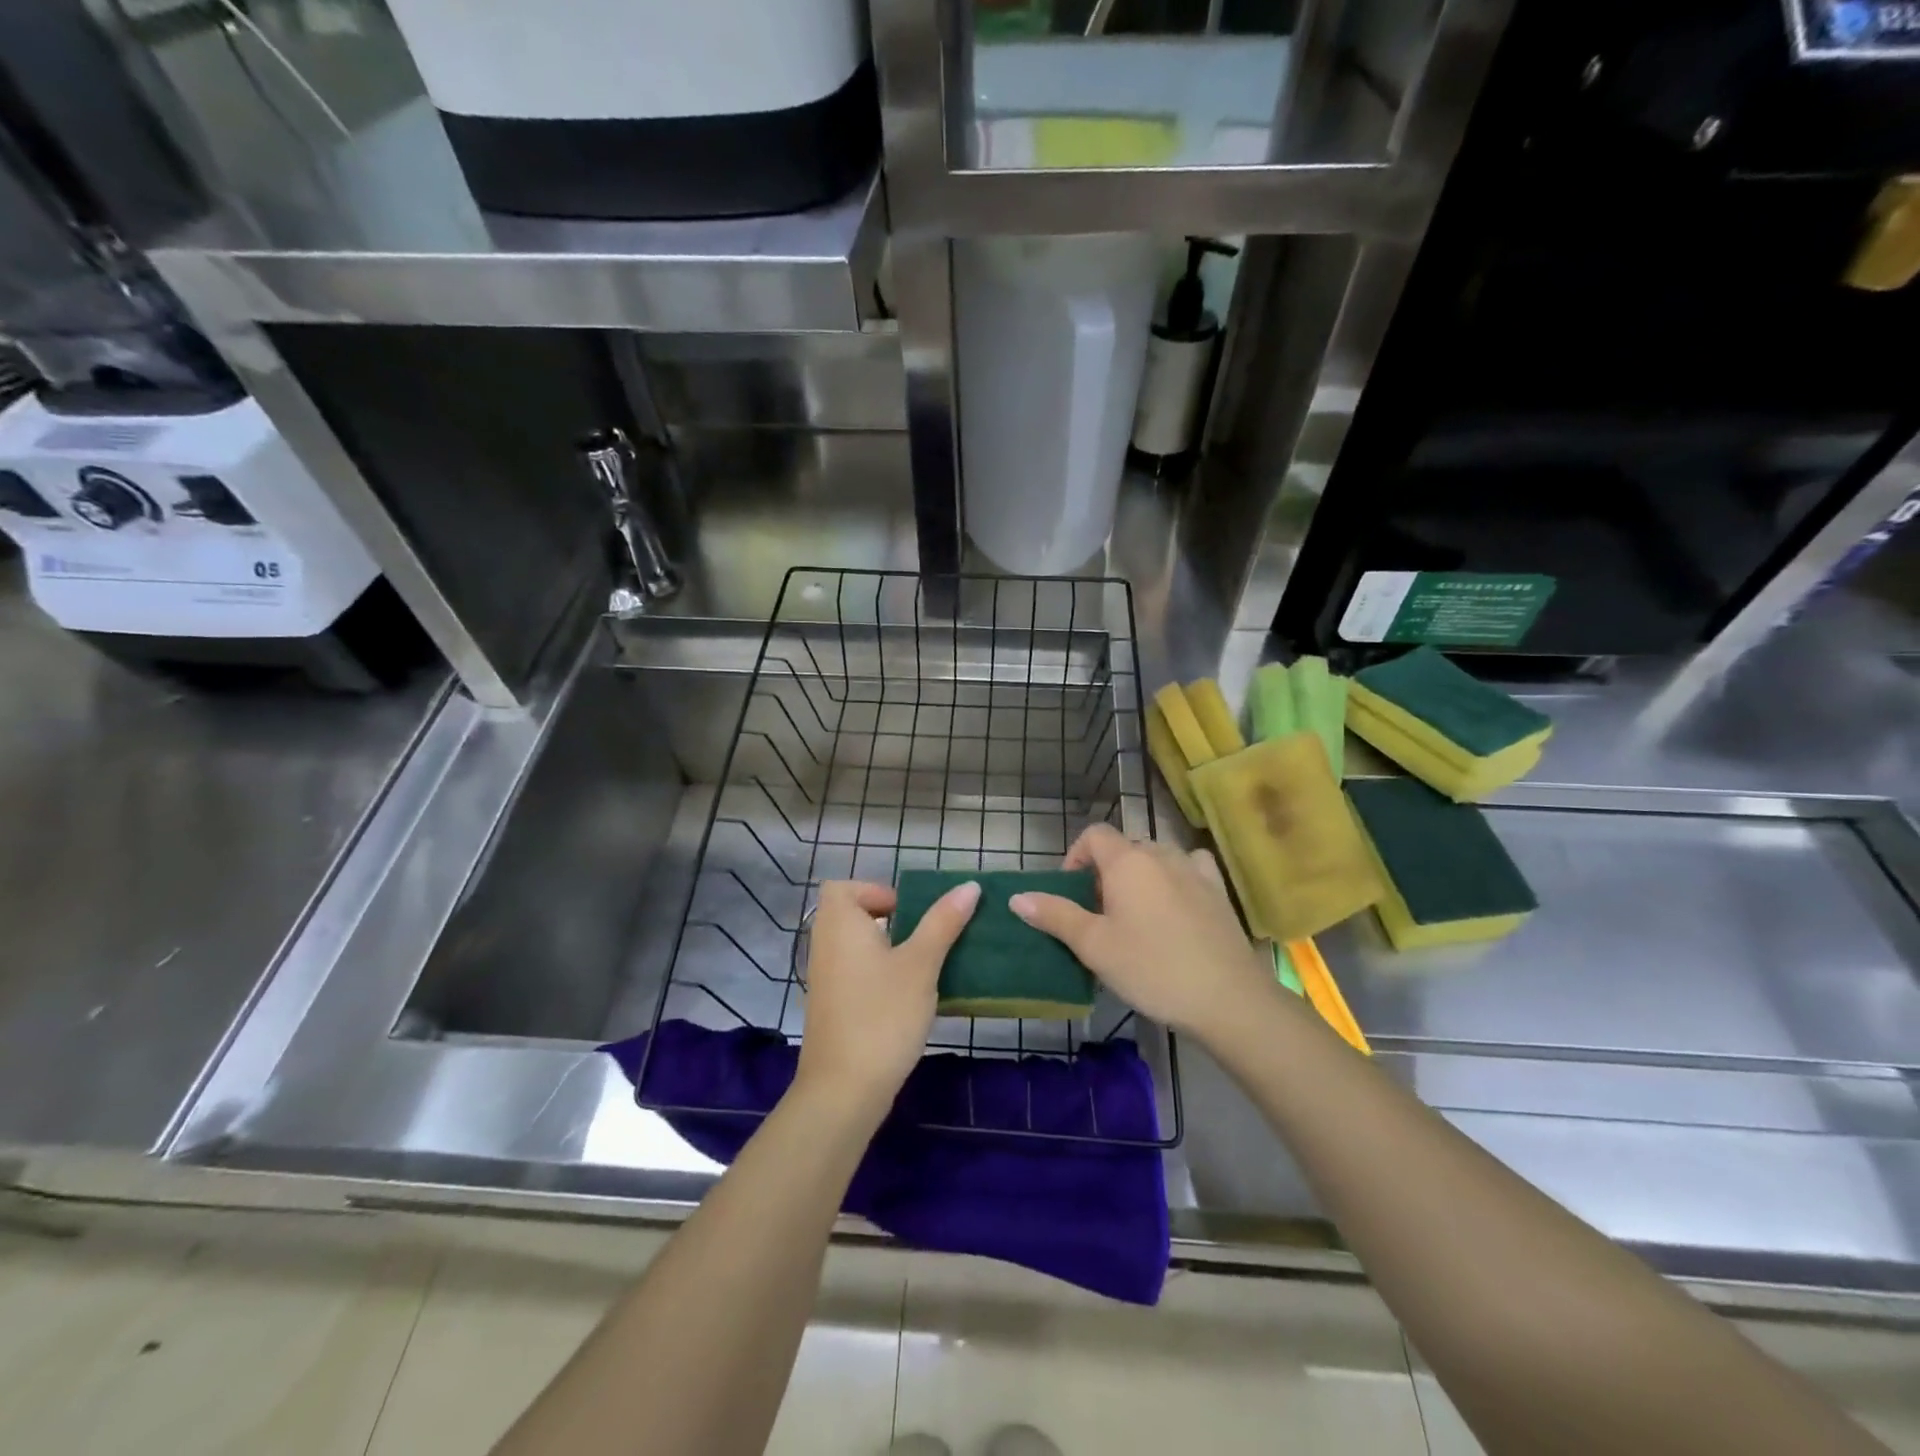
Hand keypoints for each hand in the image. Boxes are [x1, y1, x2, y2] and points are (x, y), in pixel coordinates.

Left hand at [793, 879, 979, 1117]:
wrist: (844, 1090)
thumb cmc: (883, 1014)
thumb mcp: (921, 964)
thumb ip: (943, 922)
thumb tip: (970, 886)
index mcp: (839, 924)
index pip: (845, 887)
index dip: (876, 891)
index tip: (908, 912)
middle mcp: (824, 945)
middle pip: (851, 914)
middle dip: (889, 921)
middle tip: (923, 938)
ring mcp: (824, 978)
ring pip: (855, 946)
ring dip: (887, 949)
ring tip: (923, 966)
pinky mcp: (831, 1007)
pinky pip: (854, 973)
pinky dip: (878, 975)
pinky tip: (908, 998)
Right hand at [1010, 824, 1273, 1042]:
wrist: (1228, 999)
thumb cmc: (1152, 969)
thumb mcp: (1094, 946)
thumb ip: (1055, 915)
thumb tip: (1018, 897)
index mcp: (1128, 861)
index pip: (1094, 834)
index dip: (1075, 856)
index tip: (1071, 894)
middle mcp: (1162, 854)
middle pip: (1124, 847)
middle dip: (1105, 872)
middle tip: (1099, 915)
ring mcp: (1195, 870)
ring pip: (1156, 859)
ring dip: (1139, 877)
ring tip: (1135, 916)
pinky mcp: (1219, 891)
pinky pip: (1188, 869)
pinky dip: (1174, 879)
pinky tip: (1175, 907)